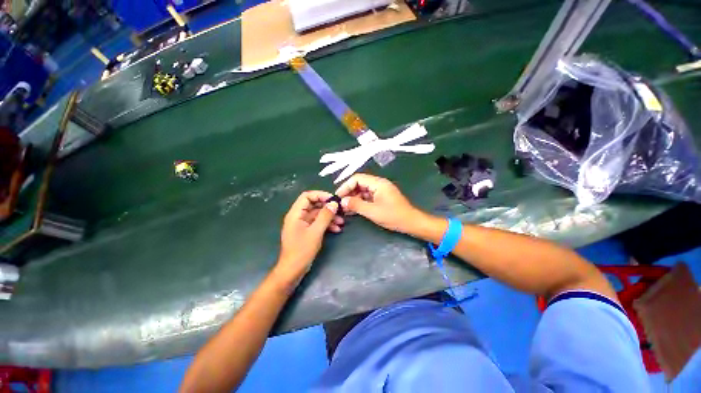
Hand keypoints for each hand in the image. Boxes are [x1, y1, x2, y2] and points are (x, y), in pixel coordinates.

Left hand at [276, 191, 342, 281]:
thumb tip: (334, 203)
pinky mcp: (306, 232)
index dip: (320, 195)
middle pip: (314, 205)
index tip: (333, 199)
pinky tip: (337, 229)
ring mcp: (302, 225)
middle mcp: (298, 217)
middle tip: (340, 210)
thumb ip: (325, 216)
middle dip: (327, 207)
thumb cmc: (302, 250)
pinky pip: (317, 223)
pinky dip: (327, 225)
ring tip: (342, 222)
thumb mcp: (316, 232)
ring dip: (329, 217)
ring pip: (317, 215)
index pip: (307, 196)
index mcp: (295, 214)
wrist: (292, 271)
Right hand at [335, 174, 419, 233]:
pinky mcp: (381, 197)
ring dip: (353, 198)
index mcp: (378, 183)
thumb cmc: (393, 216)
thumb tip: (342, 201)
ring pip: (362, 191)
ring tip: (344, 209)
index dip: (345, 186)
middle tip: (340, 204)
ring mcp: (380, 191)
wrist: (411, 223)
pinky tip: (353, 210)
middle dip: (349, 193)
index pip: (357, 178)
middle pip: (359, 184)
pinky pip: (367, 197)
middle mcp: (379, 184)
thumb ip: (356, 205)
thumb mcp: (372, 211)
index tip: (338, 196)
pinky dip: (360, 202)